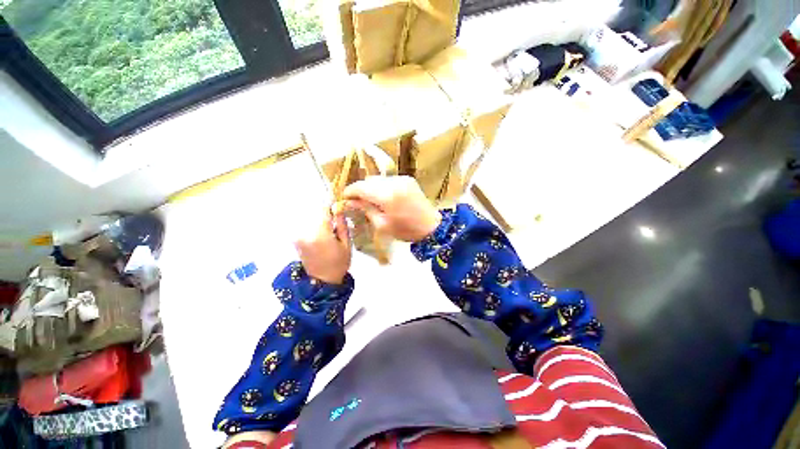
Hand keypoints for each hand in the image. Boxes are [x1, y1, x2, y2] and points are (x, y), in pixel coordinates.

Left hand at [294, 208, 350, 283]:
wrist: (323, 281)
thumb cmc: (339, 263)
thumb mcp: (346, 244)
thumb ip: (342, 225)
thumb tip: (338, 209)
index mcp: (321, 234)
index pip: (324, 211)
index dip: (332, 207)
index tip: (339, 207)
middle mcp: (306, 233)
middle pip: (317, 215)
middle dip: (327, 216)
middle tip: (337, 222)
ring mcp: (299, 237)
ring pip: (312, 220)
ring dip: (321, 222)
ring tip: (331, 232)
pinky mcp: (296, 240)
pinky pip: (307, 227)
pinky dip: (315, 227)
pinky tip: (323, 236)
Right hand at [341, 176, 440, 241]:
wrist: (432, 227)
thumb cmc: (406, 230)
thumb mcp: (382, 225)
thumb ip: (366, 209)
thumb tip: (350, 202)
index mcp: (387, 195)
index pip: (361, 187)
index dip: (350, 191)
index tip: (345, 198)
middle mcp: (394, 182)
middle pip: (369, 180)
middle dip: (361, 189)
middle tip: (357, 201)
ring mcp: (402, 179)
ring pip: (379, 179)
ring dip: (372, 187)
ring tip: (371, 200)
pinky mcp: (408, 179)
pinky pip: (389, 180)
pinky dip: (383, 186)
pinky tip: (384, 197)